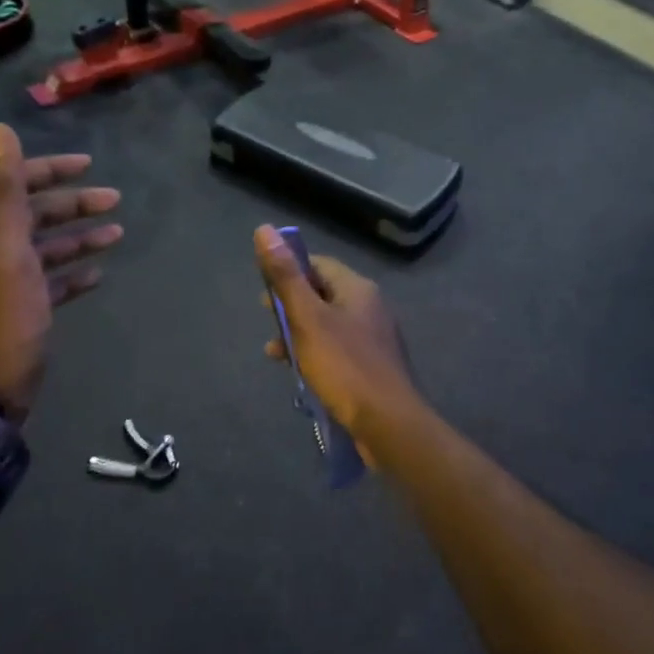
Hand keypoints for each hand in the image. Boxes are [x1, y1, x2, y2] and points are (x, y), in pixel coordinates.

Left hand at [0, 124, 121, 411]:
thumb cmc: (0, 319)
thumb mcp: (3, 249)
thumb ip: (2, 188)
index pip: (17, 187)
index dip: (49, 170)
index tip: (88, 165)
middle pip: (37, 216)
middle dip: (75, 204)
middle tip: (115, 200)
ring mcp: (9, 285)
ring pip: (49, 249)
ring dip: (81, 236)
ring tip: (117, 232)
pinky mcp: (24, 314)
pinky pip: (54, 283)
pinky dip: (75, 273)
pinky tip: (98, 273)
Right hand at [254, 226, 425, 460]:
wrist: (389, 424)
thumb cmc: (345, 367)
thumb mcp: (308, 319)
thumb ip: (285, 277)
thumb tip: (264, 229)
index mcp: (358, 289)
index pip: (318, 265)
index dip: (289, 273)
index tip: (265, 294)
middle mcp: (370, 307)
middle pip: (323, 294)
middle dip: (291, 308)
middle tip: (268, 325)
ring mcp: (374, 338)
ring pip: (328, 325)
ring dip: (300, 335)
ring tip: (275, 354)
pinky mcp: (373, 366)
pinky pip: (338, 350)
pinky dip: (316, 355)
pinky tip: (301, 374)